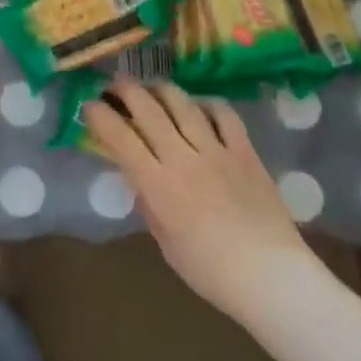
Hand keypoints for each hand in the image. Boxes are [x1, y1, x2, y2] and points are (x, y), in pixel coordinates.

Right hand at [85, 79, 317, 323]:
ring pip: (183, 104)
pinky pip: (224, 115)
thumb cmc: (209, 270)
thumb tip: (140, 178)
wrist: (270, 276)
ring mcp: (216, 151)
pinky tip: (198, 105)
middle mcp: (183, 158)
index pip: (120, 137)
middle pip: (149, 110)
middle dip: (126, 90)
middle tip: (115, 84)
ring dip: (161, 89)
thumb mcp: (165, 241)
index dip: (101, 115)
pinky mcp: (245, 151)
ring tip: (151, 86)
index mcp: (158, 185)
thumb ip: (149, 204)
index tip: (89, 106)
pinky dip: (207, 104)